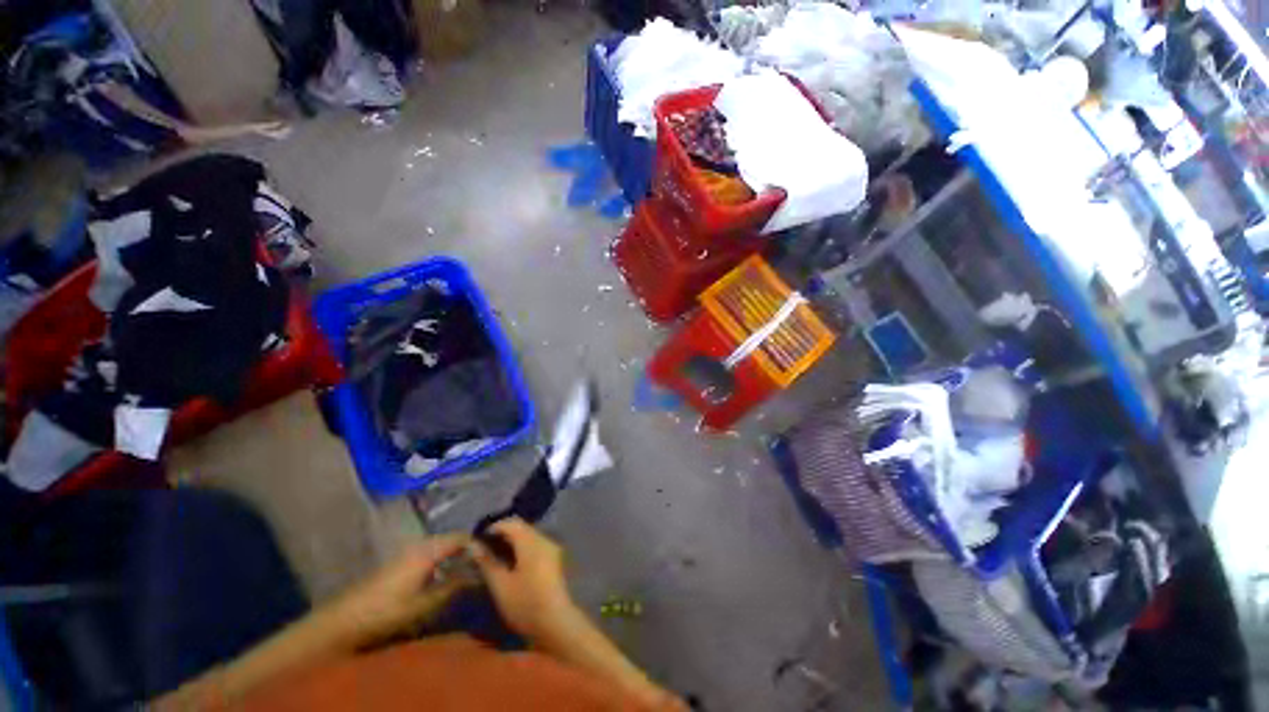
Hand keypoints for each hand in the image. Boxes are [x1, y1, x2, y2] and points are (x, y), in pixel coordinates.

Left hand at [330, 534, 473, 647]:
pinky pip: (431, 553)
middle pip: (452, 539)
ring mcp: (408, 552)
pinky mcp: (400, 562)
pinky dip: (444, 560)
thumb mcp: (424, 604)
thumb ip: (453, 587)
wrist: (344, 619)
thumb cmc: (386, 610)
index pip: (462, 537)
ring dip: (457, 555)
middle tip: (484, 563)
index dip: (479, 545)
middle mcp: (420, 544)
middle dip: (470, 549)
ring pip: (442, 546)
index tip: (493, 556)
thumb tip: (479, 575)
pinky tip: (446, 575)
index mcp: (428, 550)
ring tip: (469, 569)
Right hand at [471, 518, 577, 639]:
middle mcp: (544, 539)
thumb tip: (474, 546)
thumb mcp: (500, 585)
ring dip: (513, 540)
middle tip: (485, 548)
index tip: (479, 539)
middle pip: (522, 527)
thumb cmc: (525, 604)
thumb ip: (487, 562)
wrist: (555, 621)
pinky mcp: (554, 557)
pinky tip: (512, 562)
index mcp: (531, 542)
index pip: (512, 523)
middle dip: (503, 533)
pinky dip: (522, 547)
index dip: (495, 527)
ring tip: (495, 556)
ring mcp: (551, 548)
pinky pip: (536, 544)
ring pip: (529, 535)